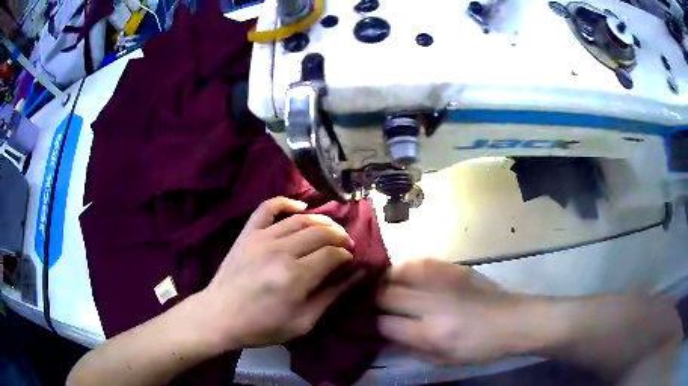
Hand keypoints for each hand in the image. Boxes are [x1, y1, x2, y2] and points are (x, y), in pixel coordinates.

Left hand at [197, 197, 363, 351]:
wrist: (220, 316)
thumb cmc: (263, 326)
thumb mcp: (304, 321)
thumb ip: (332, 296)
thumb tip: (357, 274)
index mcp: (296, 276)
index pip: (332, 254)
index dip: (346, 256)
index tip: (350, 262)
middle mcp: (281, 251)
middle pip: (320, 233)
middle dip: (339, 237)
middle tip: (346, 245)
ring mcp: (262, 238)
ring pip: (300, 219)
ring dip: (321, 221)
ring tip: (331, 230)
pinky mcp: (248, 233)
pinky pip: (268, 208)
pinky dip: (285, 202)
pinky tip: (300, 206)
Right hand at [377, 258, 527, 363]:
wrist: (512, 321)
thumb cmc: (479, 347)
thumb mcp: (444, 359)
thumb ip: (411, 348)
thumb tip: (386, 335)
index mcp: (431, 333)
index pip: (385, 324)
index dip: (373, 324)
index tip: (371, 324)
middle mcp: (432, 305)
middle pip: (387, 295)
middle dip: (374, 300)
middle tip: (372, 304)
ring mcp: (443, 282)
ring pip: (400, 273)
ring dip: (386, 280)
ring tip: (383, 285)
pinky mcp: (454, 268)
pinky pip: (421, 261)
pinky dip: (407, 267)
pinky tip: (405, 273)